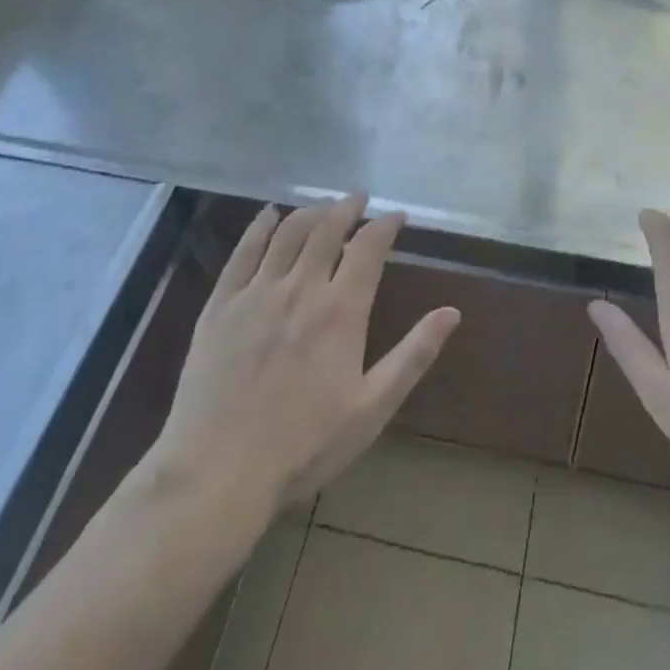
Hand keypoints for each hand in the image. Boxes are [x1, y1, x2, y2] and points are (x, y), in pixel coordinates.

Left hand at [145, 194, 459, 520]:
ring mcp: (257, 292)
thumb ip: (413, 355)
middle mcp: (301, 287)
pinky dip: (259, 226)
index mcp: (341, 310)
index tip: (397, 216)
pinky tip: (268, 215)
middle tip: (359, 198)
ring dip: (311, 211)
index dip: (385, 225)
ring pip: (288, 233)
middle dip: (348, 207)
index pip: (369, 247)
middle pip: (327, 229)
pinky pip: (243, 252)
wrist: (218, 471)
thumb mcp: (372, 408)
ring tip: (324, 205)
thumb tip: (452, 312)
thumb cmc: (304, 445)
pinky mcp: (221, 305)